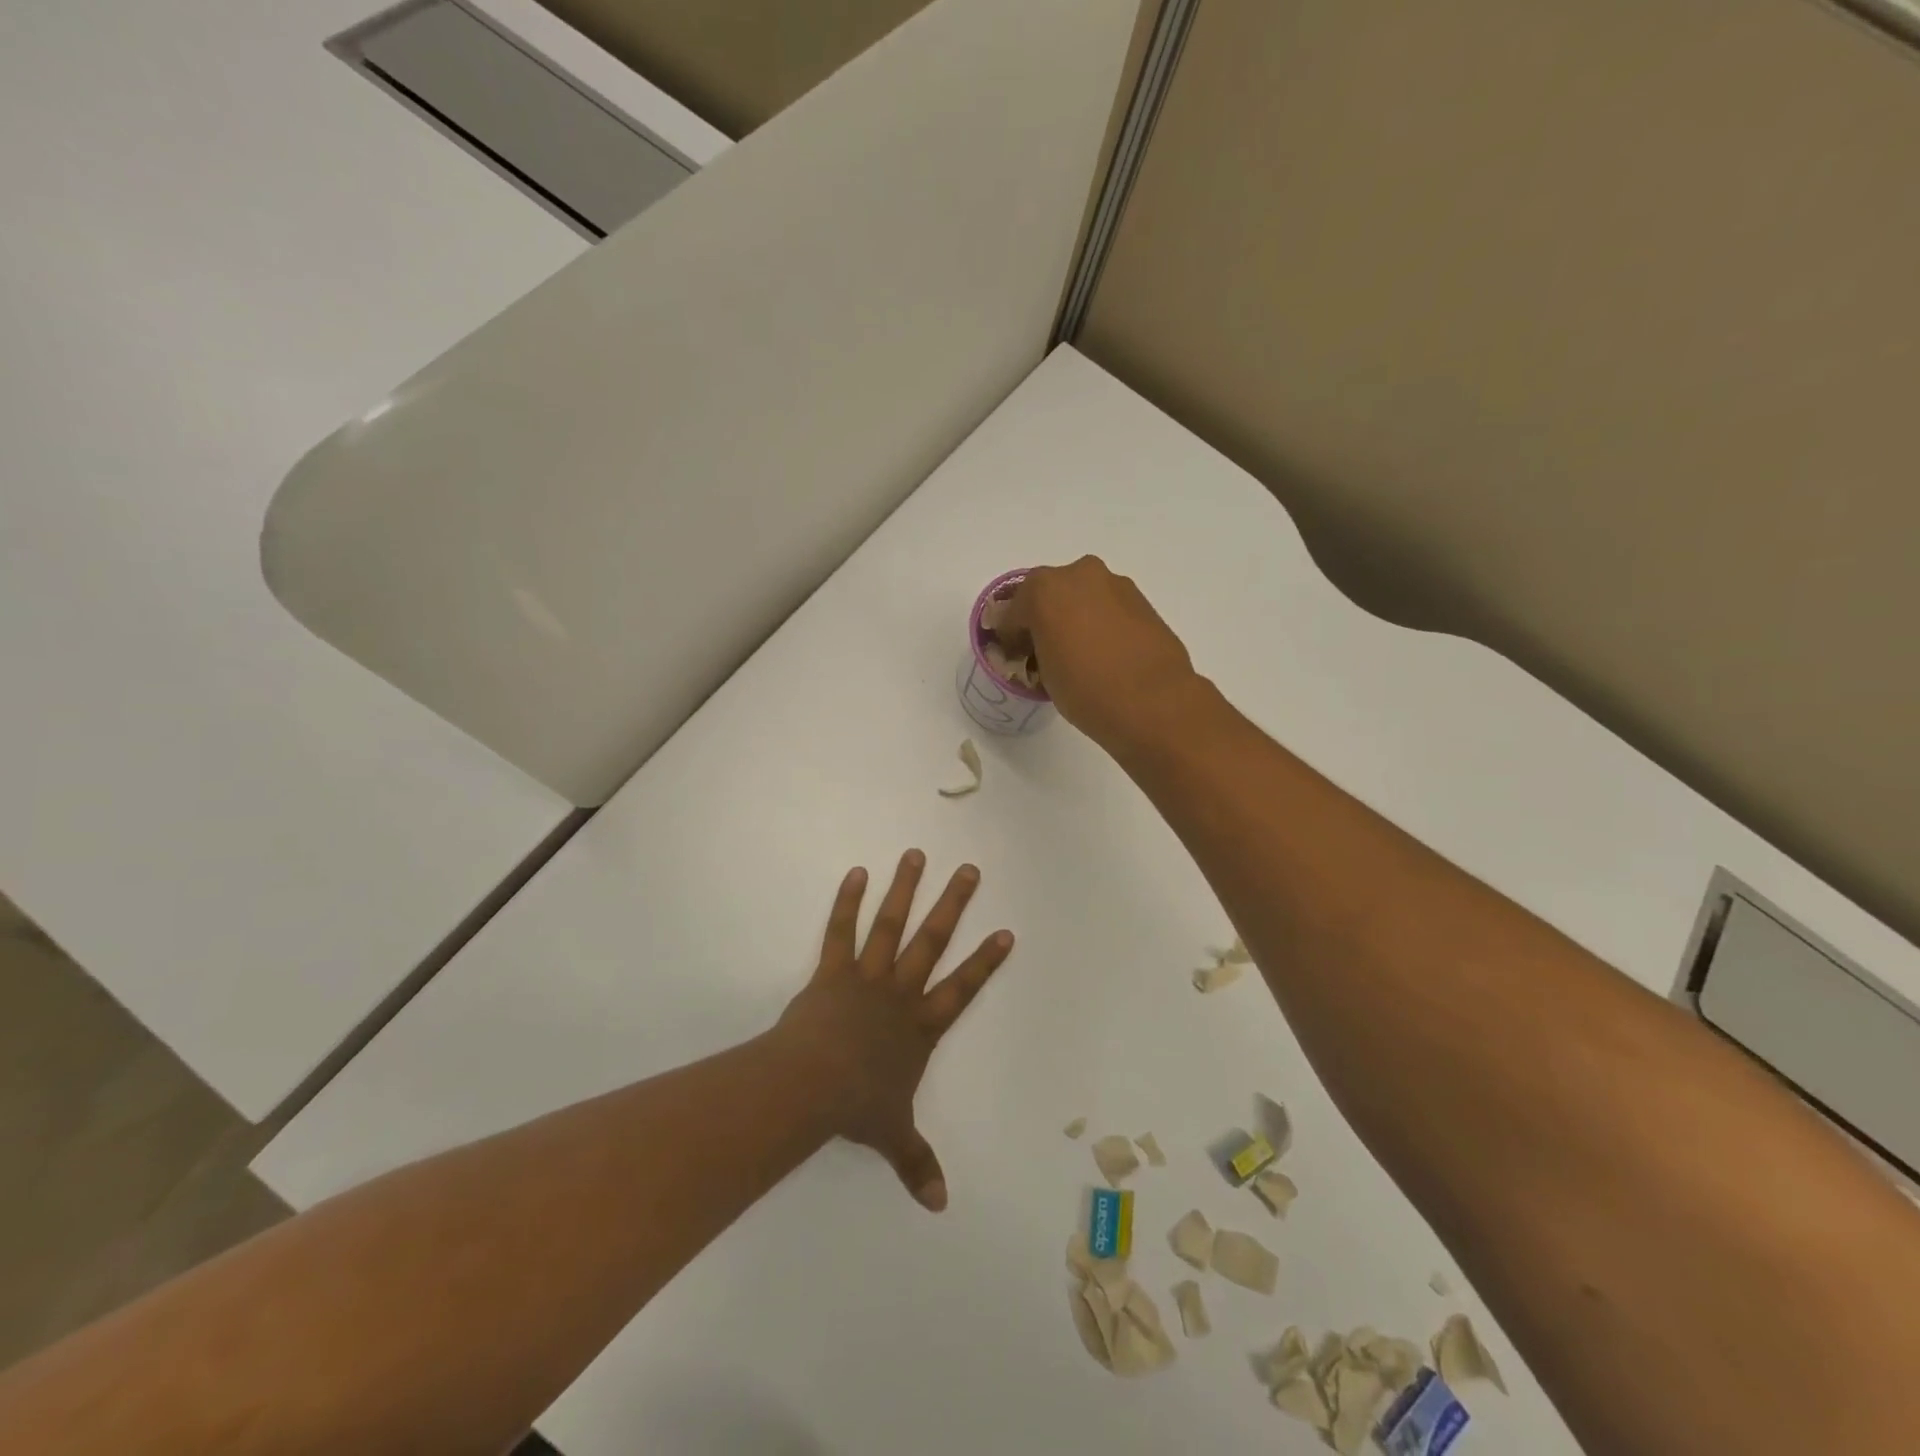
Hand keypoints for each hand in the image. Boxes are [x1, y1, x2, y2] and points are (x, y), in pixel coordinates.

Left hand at [774, 851, 1014, 1211]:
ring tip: (915, 854)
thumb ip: (917, 1162)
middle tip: (969, 870)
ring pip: (890, 925)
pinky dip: (848, 902)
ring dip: (905, 889)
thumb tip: (940, 1205)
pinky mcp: (832, 971)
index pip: (963, 988)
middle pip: (933, 941)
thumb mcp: (893, 1134)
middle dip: (953, 905)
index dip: (986, 961)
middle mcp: (900, 992)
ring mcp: (866, 976)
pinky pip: (840, 931)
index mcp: (920, 1026)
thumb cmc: (857, 1106)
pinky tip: (856, 873)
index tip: (1006, 931)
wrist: (811, 1085)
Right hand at [997, 556, 1200, 752]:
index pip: (1012, 611)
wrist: (1153, 702)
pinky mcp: (1142, 600)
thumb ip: (1037, 648)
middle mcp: (1079, 575)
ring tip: (1080, 655)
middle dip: (1043, 618)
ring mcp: (1115, 585)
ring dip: (1075, 618)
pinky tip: (1106, 654)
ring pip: (1082, 597)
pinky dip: (1101, 623)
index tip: (1015, 656)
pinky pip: (1108, 608)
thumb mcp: (1044, 674)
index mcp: (1043, 590)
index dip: (1010, 635)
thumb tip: (1043, 646)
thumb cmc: (1086, 690)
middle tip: (1045, 651)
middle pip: (1049, 594)